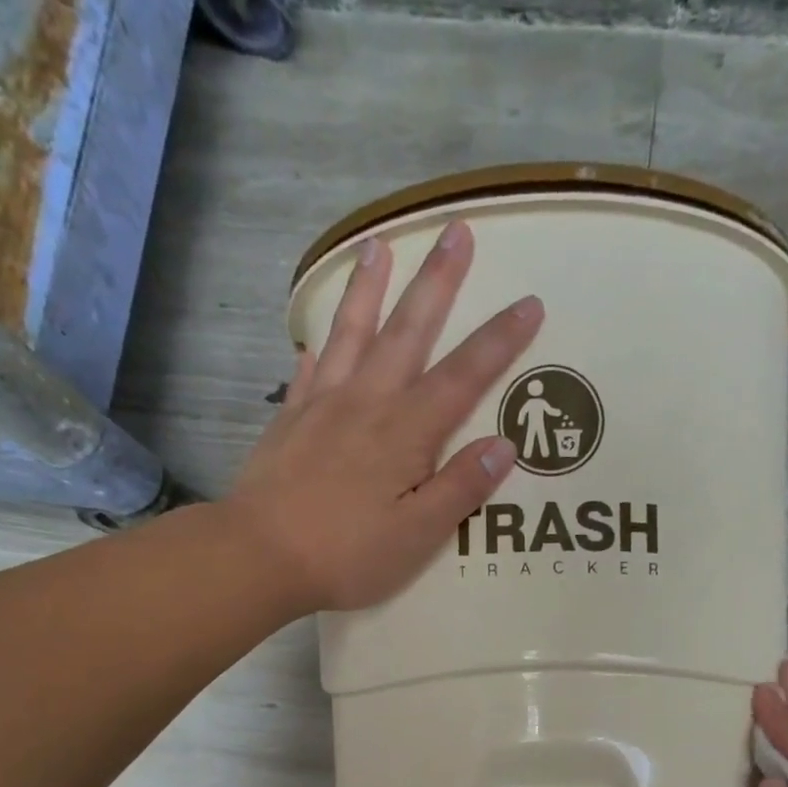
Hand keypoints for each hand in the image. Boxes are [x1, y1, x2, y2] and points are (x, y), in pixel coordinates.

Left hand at [226, 220, 542, 613]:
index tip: (529, 301)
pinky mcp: (289, 421)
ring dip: (370, 288)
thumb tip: (504, 445)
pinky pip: (308, 371)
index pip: (463, 376)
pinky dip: (317, 348)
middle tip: (456, 229)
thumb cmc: (347, 554)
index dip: (498, 340)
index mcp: (406, 433)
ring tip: (379, 243)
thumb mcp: (418, 535)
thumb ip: (460, 489)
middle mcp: (367, 403)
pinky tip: (316, 337)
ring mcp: (322, 406)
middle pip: (408, 332)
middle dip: (437, 281)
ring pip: (352, 333)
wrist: (258, 556)